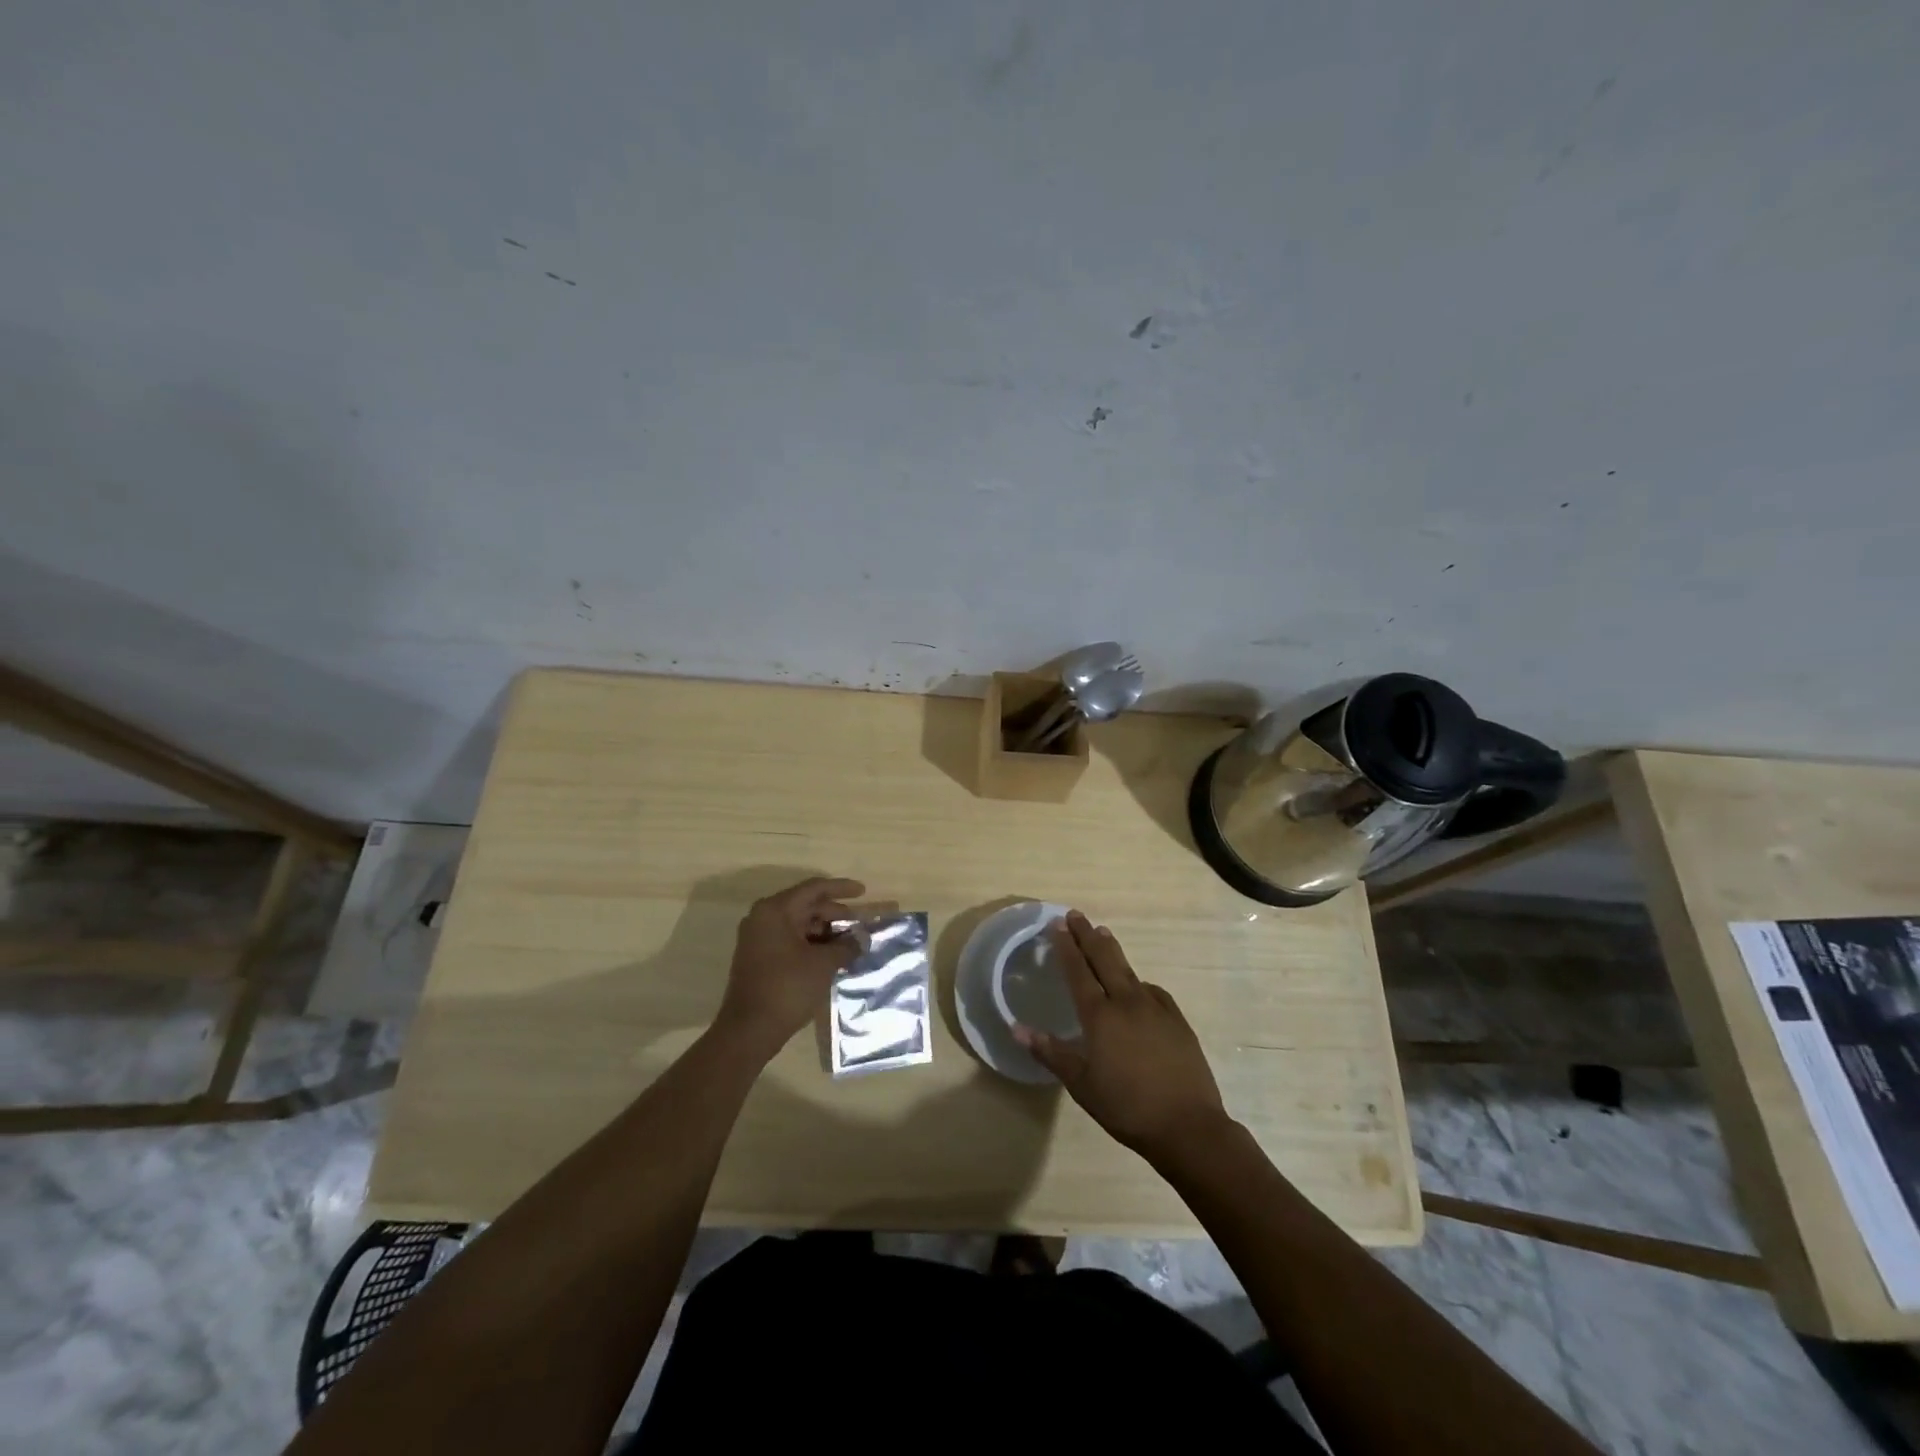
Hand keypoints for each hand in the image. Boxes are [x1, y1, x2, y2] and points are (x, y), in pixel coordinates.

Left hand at [714, 876, 864, 1056]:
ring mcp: (758, 937)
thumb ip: (846, 946)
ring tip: (849, 942)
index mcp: (776, 910)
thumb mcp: (823, 964)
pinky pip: (790, 939)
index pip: (814, 889)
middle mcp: (763, 917)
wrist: (749, 1030)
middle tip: (859, 923)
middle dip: (835, 912)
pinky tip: (830, 955)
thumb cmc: (787, 988)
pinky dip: (811, 942)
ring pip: (798, 923)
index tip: (863, 892)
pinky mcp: (758, 956)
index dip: (841, 888)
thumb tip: (862, 939)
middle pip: (805, 905)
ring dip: (824, 930)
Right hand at [1014, 911, 1229, 1161]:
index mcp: (1100, 1016)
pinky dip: (1137, 980)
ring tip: (1102, 933)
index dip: (1066, 947)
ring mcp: (1155, 1008)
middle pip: (1104, 958)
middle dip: (1087, 934)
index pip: (1078, 971)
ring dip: (1112, 949)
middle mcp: (1127, 1002)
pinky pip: (1151, 990)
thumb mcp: (1081, 1085)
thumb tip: (1017, 1028)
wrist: (1188, 1125)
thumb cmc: (1126, 1107)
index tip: (1057, 925)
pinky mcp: (1176, 1019)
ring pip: (1129, 969)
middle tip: (1076, 915)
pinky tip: (1136, 984)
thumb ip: (1050, 1053)